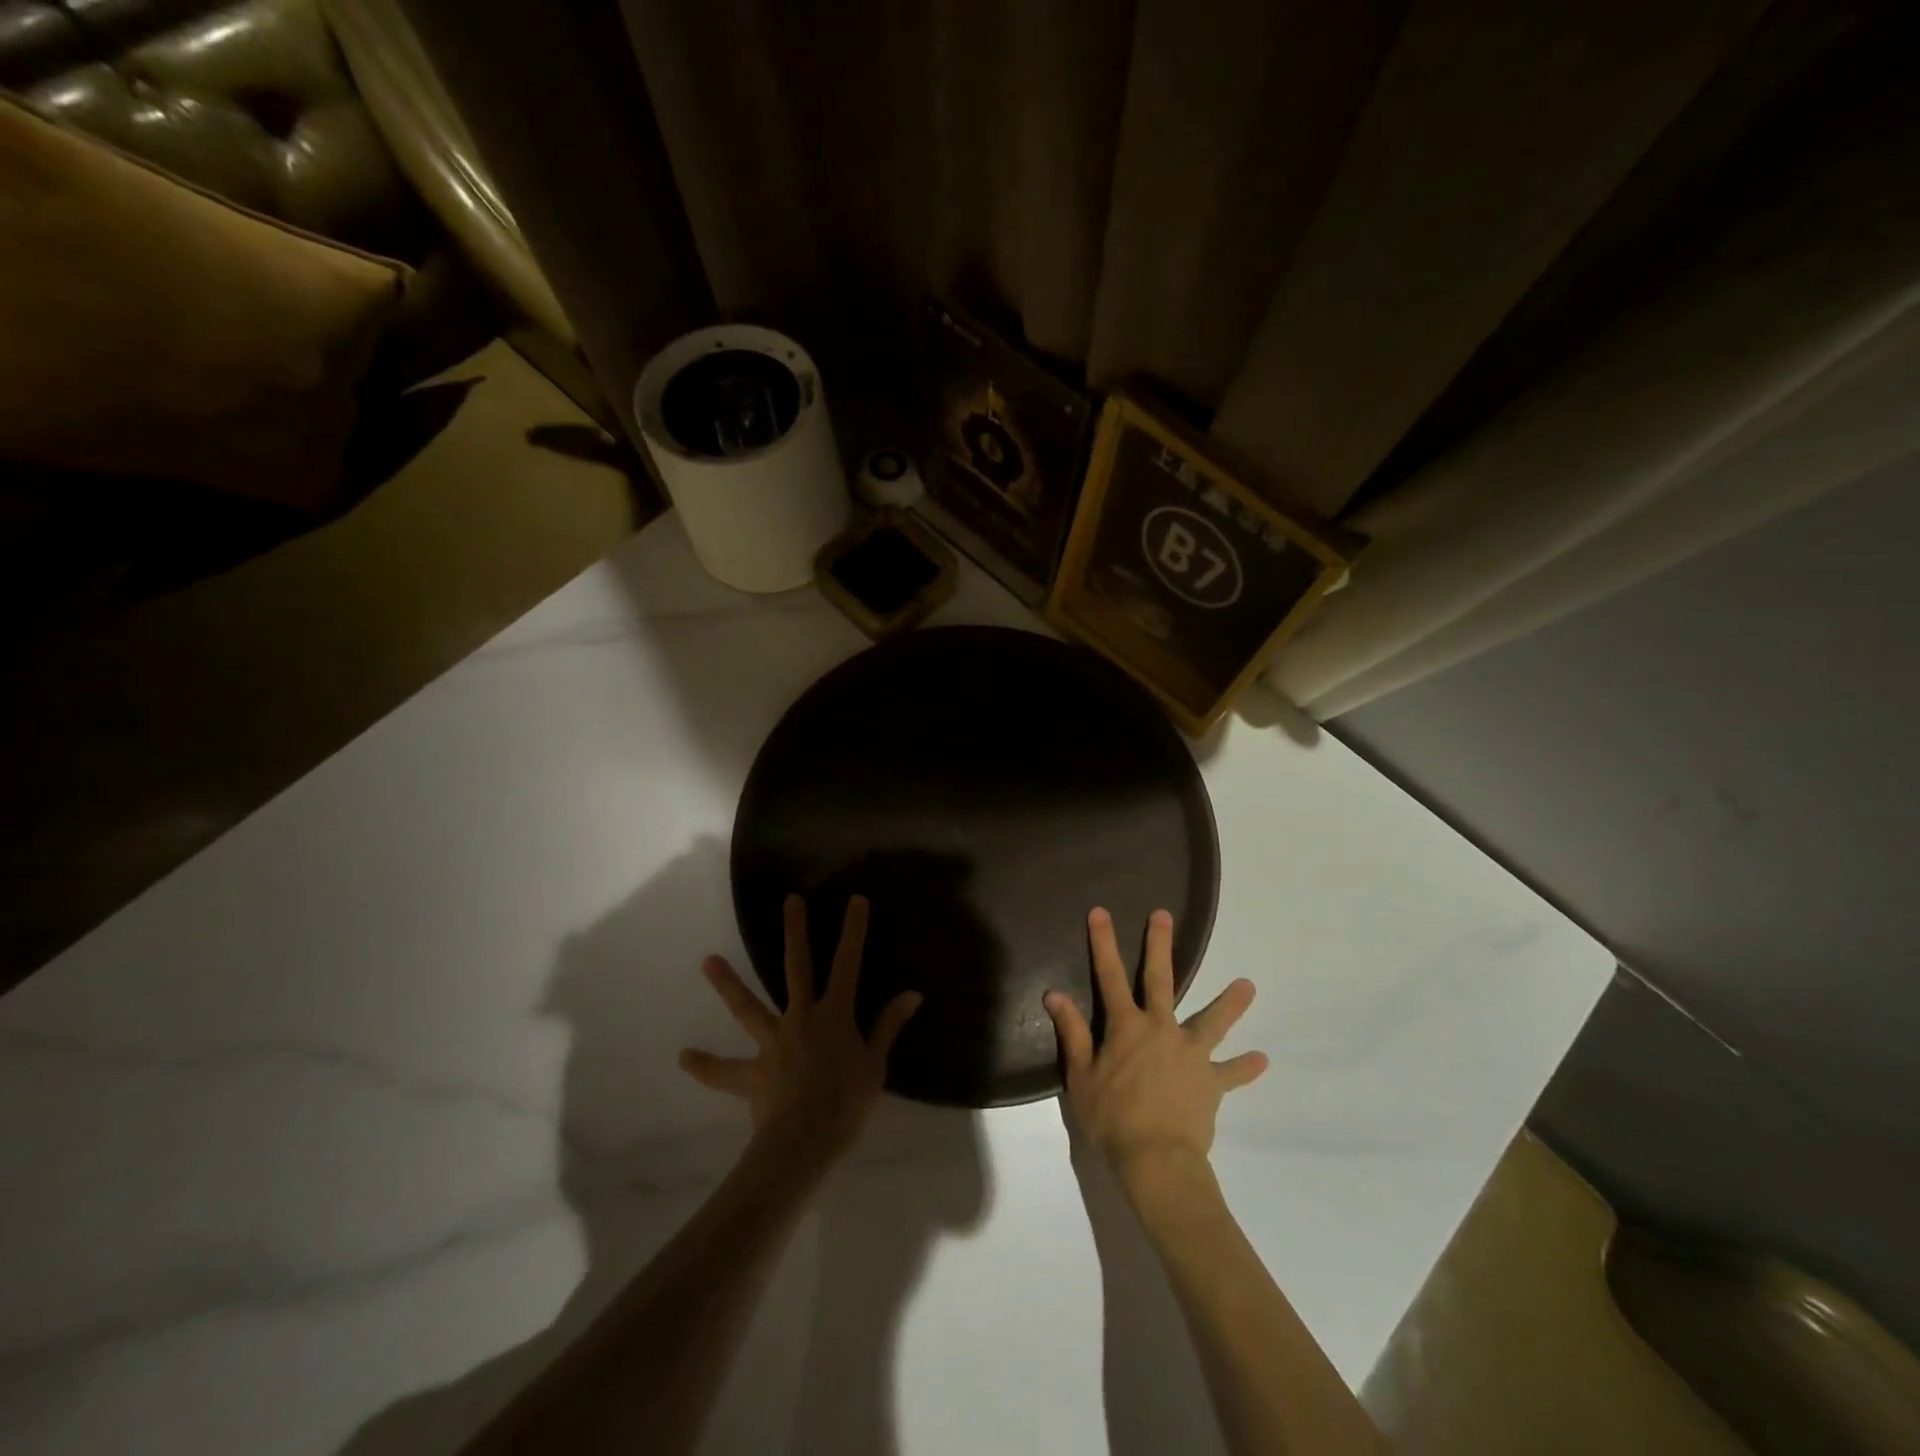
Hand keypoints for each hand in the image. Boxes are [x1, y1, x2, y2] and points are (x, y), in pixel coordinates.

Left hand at [680, 894, 920, 1166]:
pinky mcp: (753, 1071)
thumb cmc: (846, 1102)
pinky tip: (685, 1057)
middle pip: (797, 967)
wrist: (804, 1141)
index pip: (848, 964)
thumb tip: (912, 994)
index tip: (855, 900)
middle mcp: (801, 1017)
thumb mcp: (876, 1065)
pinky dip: (706, 1066)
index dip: (853, 931)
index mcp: (834, 1014)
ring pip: (748, 1007)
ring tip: (707, 960)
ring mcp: (773, 1042)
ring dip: (728, 984)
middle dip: (795, 933)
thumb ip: (888, 1026)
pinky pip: (725, 1071)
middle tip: (790, 901)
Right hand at [1045, 907, 1266, 1192]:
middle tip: (1163, 916)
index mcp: (1126, 1027)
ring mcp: (1190, 1054)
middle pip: (1160, 980)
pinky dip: (1245, 1067)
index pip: (1109, 976)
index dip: (1103, 943)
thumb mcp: (1081, 1077)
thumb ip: (1073, 1033)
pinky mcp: (1210, 1082)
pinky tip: (1262, 1059)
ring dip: (1229, 1003)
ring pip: (1212, 1021)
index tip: (1100, 912)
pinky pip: (1231, 1073)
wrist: (1157, 1160)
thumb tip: (1054, 994)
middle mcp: (1161, 1029)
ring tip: (1249, 985)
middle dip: (1159, 946)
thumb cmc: (1112, 1119)